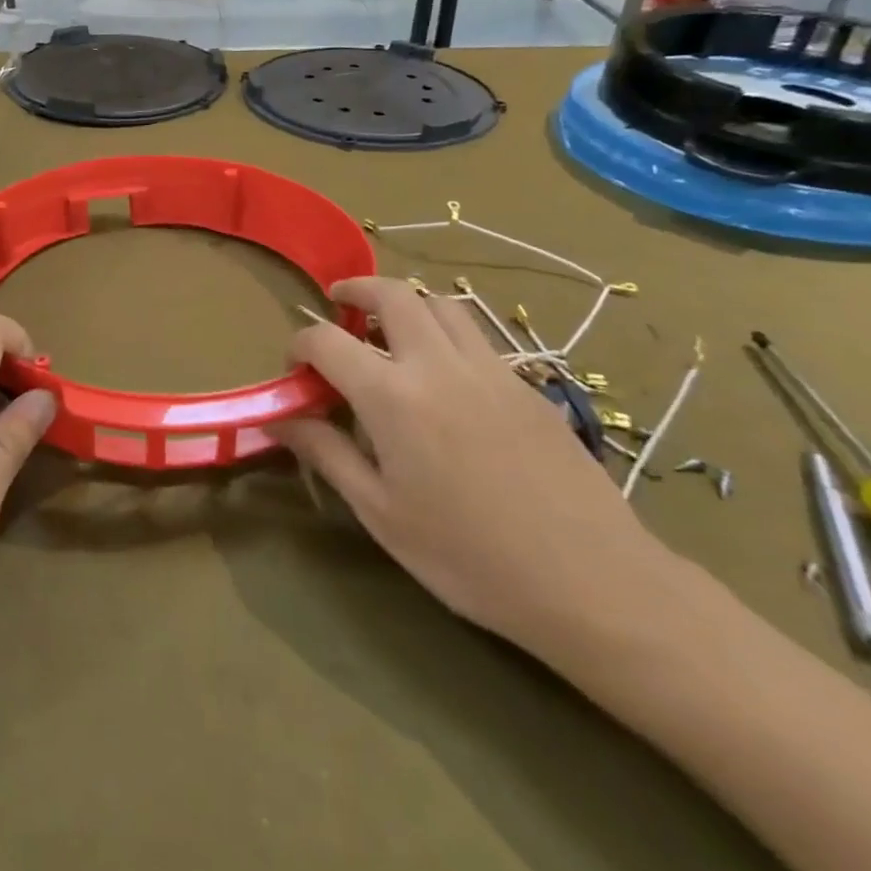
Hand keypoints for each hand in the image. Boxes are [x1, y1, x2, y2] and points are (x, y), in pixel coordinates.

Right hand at [276, 277, 682, 661]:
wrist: (592, 582)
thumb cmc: (468, 555)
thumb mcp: (380, 512)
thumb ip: (326, 454)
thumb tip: (278, 420)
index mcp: (391, 396)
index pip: (326, 341)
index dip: (300, 345)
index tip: (295, 368)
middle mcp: (437, 365)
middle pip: (392, 294)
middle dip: (355, 289)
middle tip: (338, 304)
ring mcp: (489, 370)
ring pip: (441, 304)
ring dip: (406, 303)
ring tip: (391, 330)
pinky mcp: (527, 386)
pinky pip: (477, 337)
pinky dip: (446, 333)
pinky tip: (445, 376)